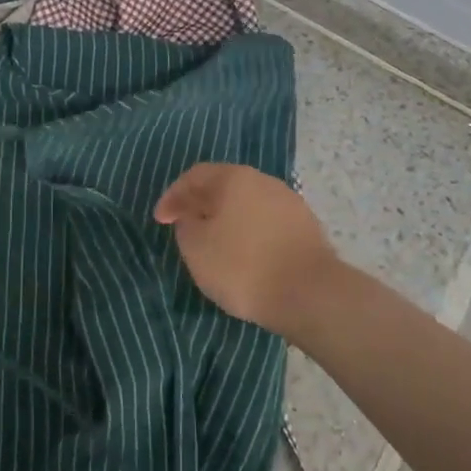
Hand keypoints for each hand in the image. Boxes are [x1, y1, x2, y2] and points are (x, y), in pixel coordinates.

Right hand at [153, 164, 337, 334]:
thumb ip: (186, 225)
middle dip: (201, 204)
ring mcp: (289, 202)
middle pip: (224, 186)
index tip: (160, 220)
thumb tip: (194, 217)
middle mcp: (263, 181)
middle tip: (185, 226)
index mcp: (234, 178)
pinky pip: (266, 222)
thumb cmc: (243, 266)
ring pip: (247, 204)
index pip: (195, 176)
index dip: (173, 196)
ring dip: (227, 219)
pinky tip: (245, 255)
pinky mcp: (306, 227)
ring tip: (214, 243)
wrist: (310, 294)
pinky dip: (249, 233)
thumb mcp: (196, 248)